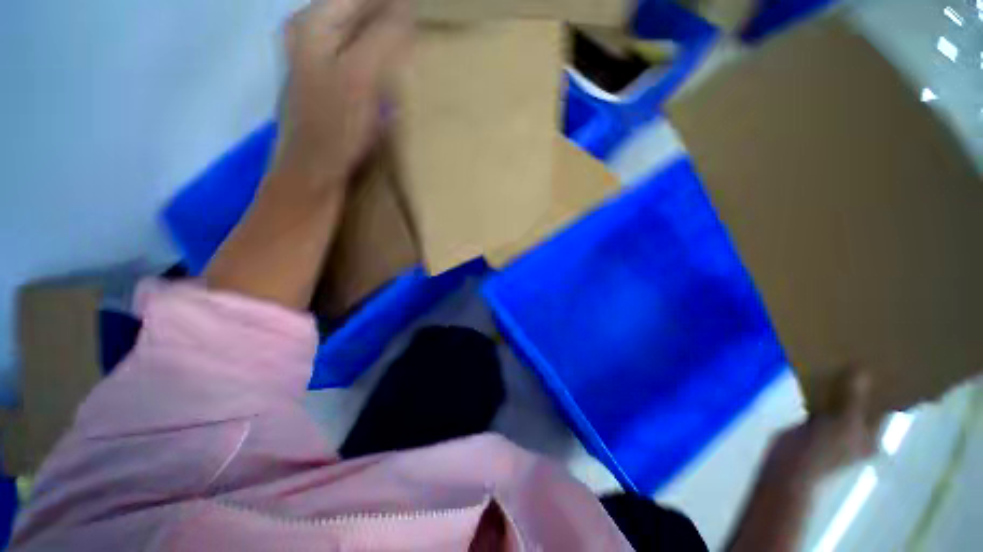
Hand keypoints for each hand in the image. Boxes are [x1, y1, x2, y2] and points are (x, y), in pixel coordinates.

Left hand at [274, 0, 411, 191]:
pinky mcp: (330, 80)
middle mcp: (311, 31)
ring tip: (411, 42)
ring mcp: (318, 56)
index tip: (422, 10)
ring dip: (384, 34)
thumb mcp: (361, 75)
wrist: (316, 168)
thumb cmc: (337, 124)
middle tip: (419, 26)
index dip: (392, 3)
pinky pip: (357, 54)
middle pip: (357, 9)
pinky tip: (393, 65)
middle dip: (388, 15)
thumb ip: (383, 35)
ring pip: (358, 32)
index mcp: (314, 21)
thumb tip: (408, 4)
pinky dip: (377, 56)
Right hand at [766, 370, 876, 485]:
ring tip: (836, 363)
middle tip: (858, 359)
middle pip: (861, 404)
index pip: (882, 410)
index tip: (881, 366)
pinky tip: (815, 376)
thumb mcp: (843, 423)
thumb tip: (863, 369)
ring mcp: (833, 429)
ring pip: (839, 403)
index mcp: (871, 437)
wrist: (789, 465)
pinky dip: (819, 392)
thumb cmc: (824, 450)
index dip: (883, 390)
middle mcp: (856, 432)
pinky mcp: (813, 425)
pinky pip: (820, 404)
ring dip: (837, 387)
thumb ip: (853, 398)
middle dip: (859, 385)